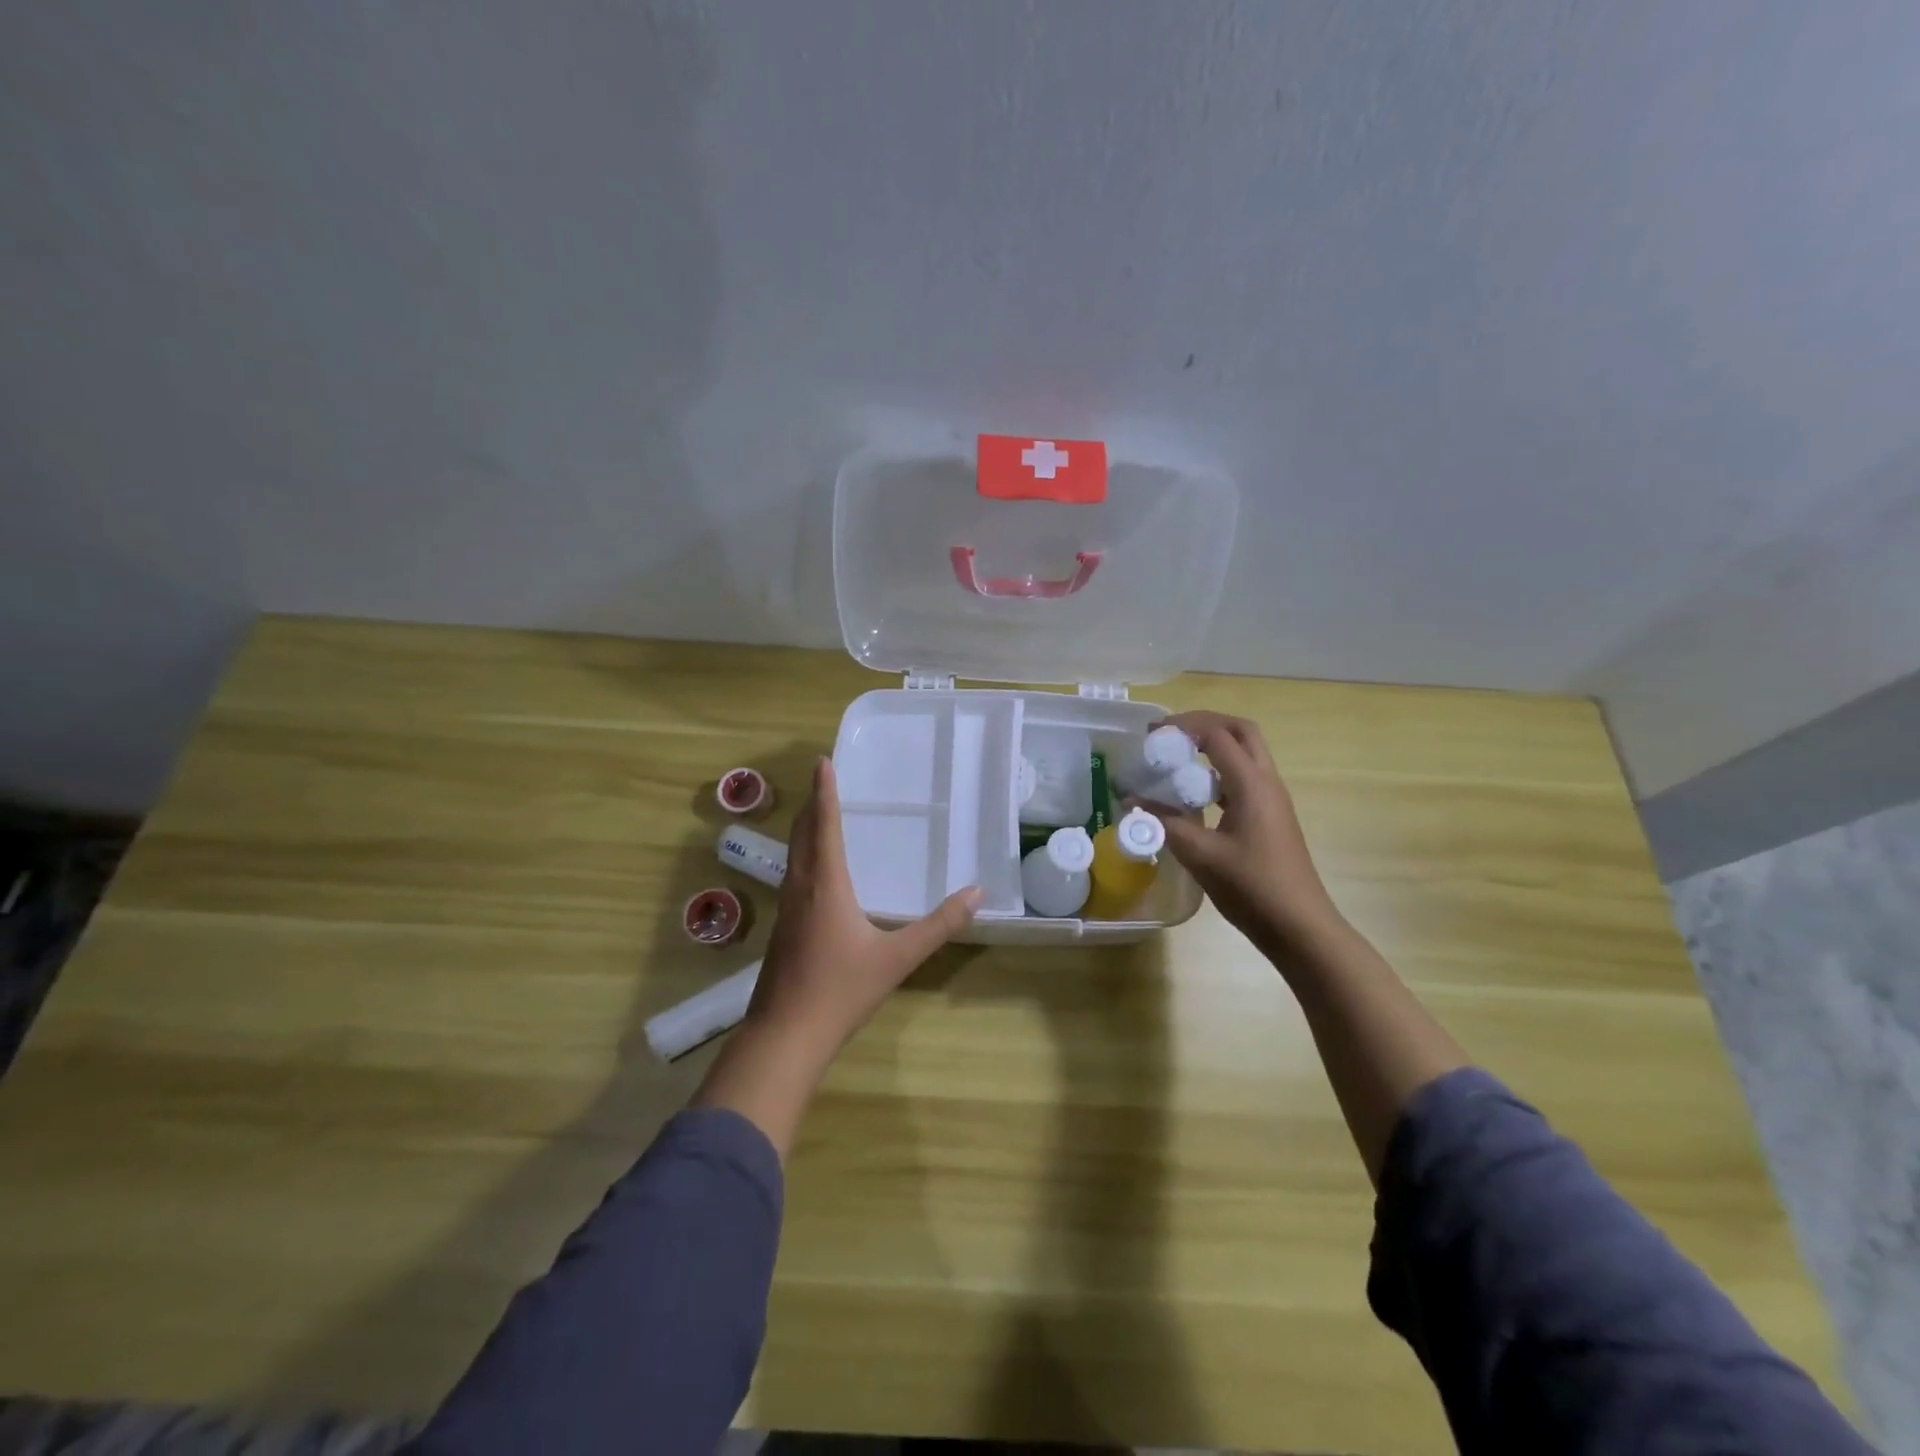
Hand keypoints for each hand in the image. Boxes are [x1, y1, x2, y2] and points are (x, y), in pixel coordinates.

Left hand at [746, 757, 981, 1057]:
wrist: (784, 1036)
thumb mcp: (897, 958)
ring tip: (818, 816)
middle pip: (802, 835)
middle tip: (822, 781)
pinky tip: (814, 873)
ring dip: (805, 830)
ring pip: (793, 856)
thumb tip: (977, 893)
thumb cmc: (840, 990)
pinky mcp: (782, 930)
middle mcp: (801, 888)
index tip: (823, 761)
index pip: (825, 825)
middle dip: (812, 805)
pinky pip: (792, 876)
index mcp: (825, 884)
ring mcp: (786, 910)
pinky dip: (803, 856)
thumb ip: (939, 926)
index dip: (825, 792)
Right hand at [1137, 711, 1338, 952]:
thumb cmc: (1251, 887)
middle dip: (1205, 724)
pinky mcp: (1271, 817)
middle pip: (1241, 732)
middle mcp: (1267, 782)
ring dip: (1214, 746)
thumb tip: (1130, 801)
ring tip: (1178, 759)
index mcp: (1252, 784)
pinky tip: (1194, 795)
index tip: (1153, 733)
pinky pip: (1245, 779)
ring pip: (1246, 754)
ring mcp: (1273, 800)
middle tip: (1171, 735)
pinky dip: (1219, 773)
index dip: (1184, 726)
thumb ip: (1163, 823)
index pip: (1218, 735)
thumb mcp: (1199, 854)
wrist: (1299, 926)